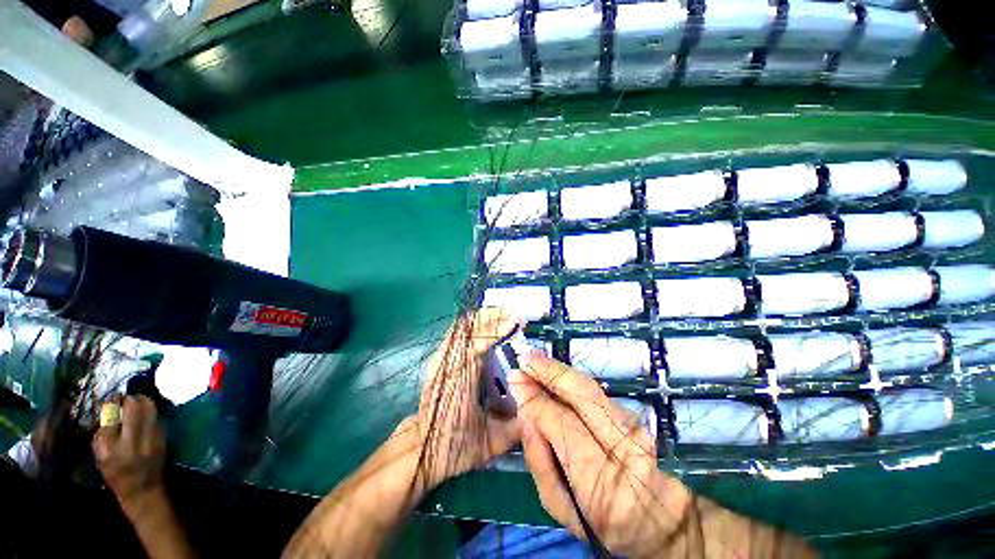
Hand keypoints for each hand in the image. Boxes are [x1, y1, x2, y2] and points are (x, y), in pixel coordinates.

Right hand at [93, 396, 165, 504]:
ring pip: (149, 409)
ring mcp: (150, 439)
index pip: (110, 417)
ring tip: (138, 400)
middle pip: (133, 408)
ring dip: (144, 401)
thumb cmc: (117, 475)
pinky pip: (157, 419)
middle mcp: (130, 441)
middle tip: (126, 398)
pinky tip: (147, 413)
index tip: (112, 399)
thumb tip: (107, 411)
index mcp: (110, 447)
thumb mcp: (100, 458)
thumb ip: (102, 435)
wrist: (143, 491)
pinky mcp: (163, 439)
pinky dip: (152, 413)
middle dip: (129, 399)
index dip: (112, 403)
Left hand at [414, 307, 522, 489]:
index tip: (517, 320)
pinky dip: (476, 323)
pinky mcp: (440, 358)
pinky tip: (490, 323)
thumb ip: (518, 425)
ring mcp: (440, 359)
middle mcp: (445, 364)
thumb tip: (541, 403)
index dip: (496, 329)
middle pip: (466, 327)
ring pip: (461, 326)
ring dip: (485, 317)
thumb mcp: (491, 442)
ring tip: (506, 313)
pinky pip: (459, 331)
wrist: (421, 448)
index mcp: (457, 383)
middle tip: (515, 312)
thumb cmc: (455, 446)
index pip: (474, 345)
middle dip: (492, 315)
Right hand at [510, 353, 691, 557]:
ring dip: (558, 370)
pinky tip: (552, 369)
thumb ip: (538, 460)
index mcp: (600, 480)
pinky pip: (593, 388)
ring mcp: (630, 426)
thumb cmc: (599, 520)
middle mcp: (621, 445)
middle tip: (524, 360)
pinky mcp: (630, 414)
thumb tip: (524, 414)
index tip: (515, 380)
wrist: (654, 518)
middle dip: (549, 373)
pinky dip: (569, 376)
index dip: (536, 400)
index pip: (562, 426)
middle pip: (582, 397)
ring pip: (589, 387)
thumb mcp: (559, 505)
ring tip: (534, 359)